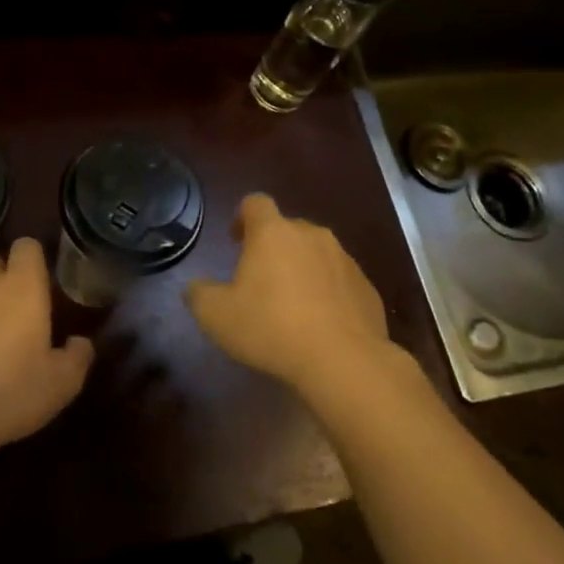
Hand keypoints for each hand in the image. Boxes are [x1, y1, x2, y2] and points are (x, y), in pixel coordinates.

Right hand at [186, 194, 406, 400]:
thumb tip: (196, 287)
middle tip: (260, 280)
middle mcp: (312, 235)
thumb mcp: (216, 316)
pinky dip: (327, 293)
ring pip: (316, 254)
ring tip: (291, 306)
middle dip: (273, 248)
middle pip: (288, 229)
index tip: (236, 240)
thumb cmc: (270, 328)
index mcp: (273, 233)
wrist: (342, 360)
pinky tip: (320, 325)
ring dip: (302, 270)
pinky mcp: (366, 287)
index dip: (242, 216)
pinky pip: (339, 281)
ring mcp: (344, 260)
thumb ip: (199, 294)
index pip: (255, 203)